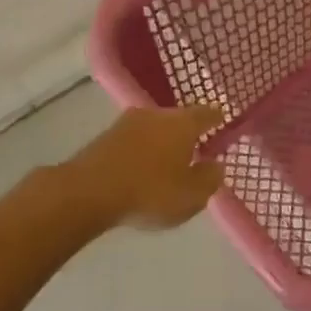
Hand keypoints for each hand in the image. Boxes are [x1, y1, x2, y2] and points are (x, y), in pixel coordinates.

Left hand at [65, 105, 225, 229]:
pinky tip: (141, 168)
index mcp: (183, 124)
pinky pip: (134, 141)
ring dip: (162, 142)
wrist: (88, 192)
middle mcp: (156, 114)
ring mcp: (126, 123)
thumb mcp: (191, 196)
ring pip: (154, 128)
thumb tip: (216, 165)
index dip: (217, 119)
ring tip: (167, 162)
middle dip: (187, 133)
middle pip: (178, 119)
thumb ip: (209, 179)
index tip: (222, 122)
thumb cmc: (150, 192)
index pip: (207, 113)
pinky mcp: (105, 137)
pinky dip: (142, 151)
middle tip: (195, 150)